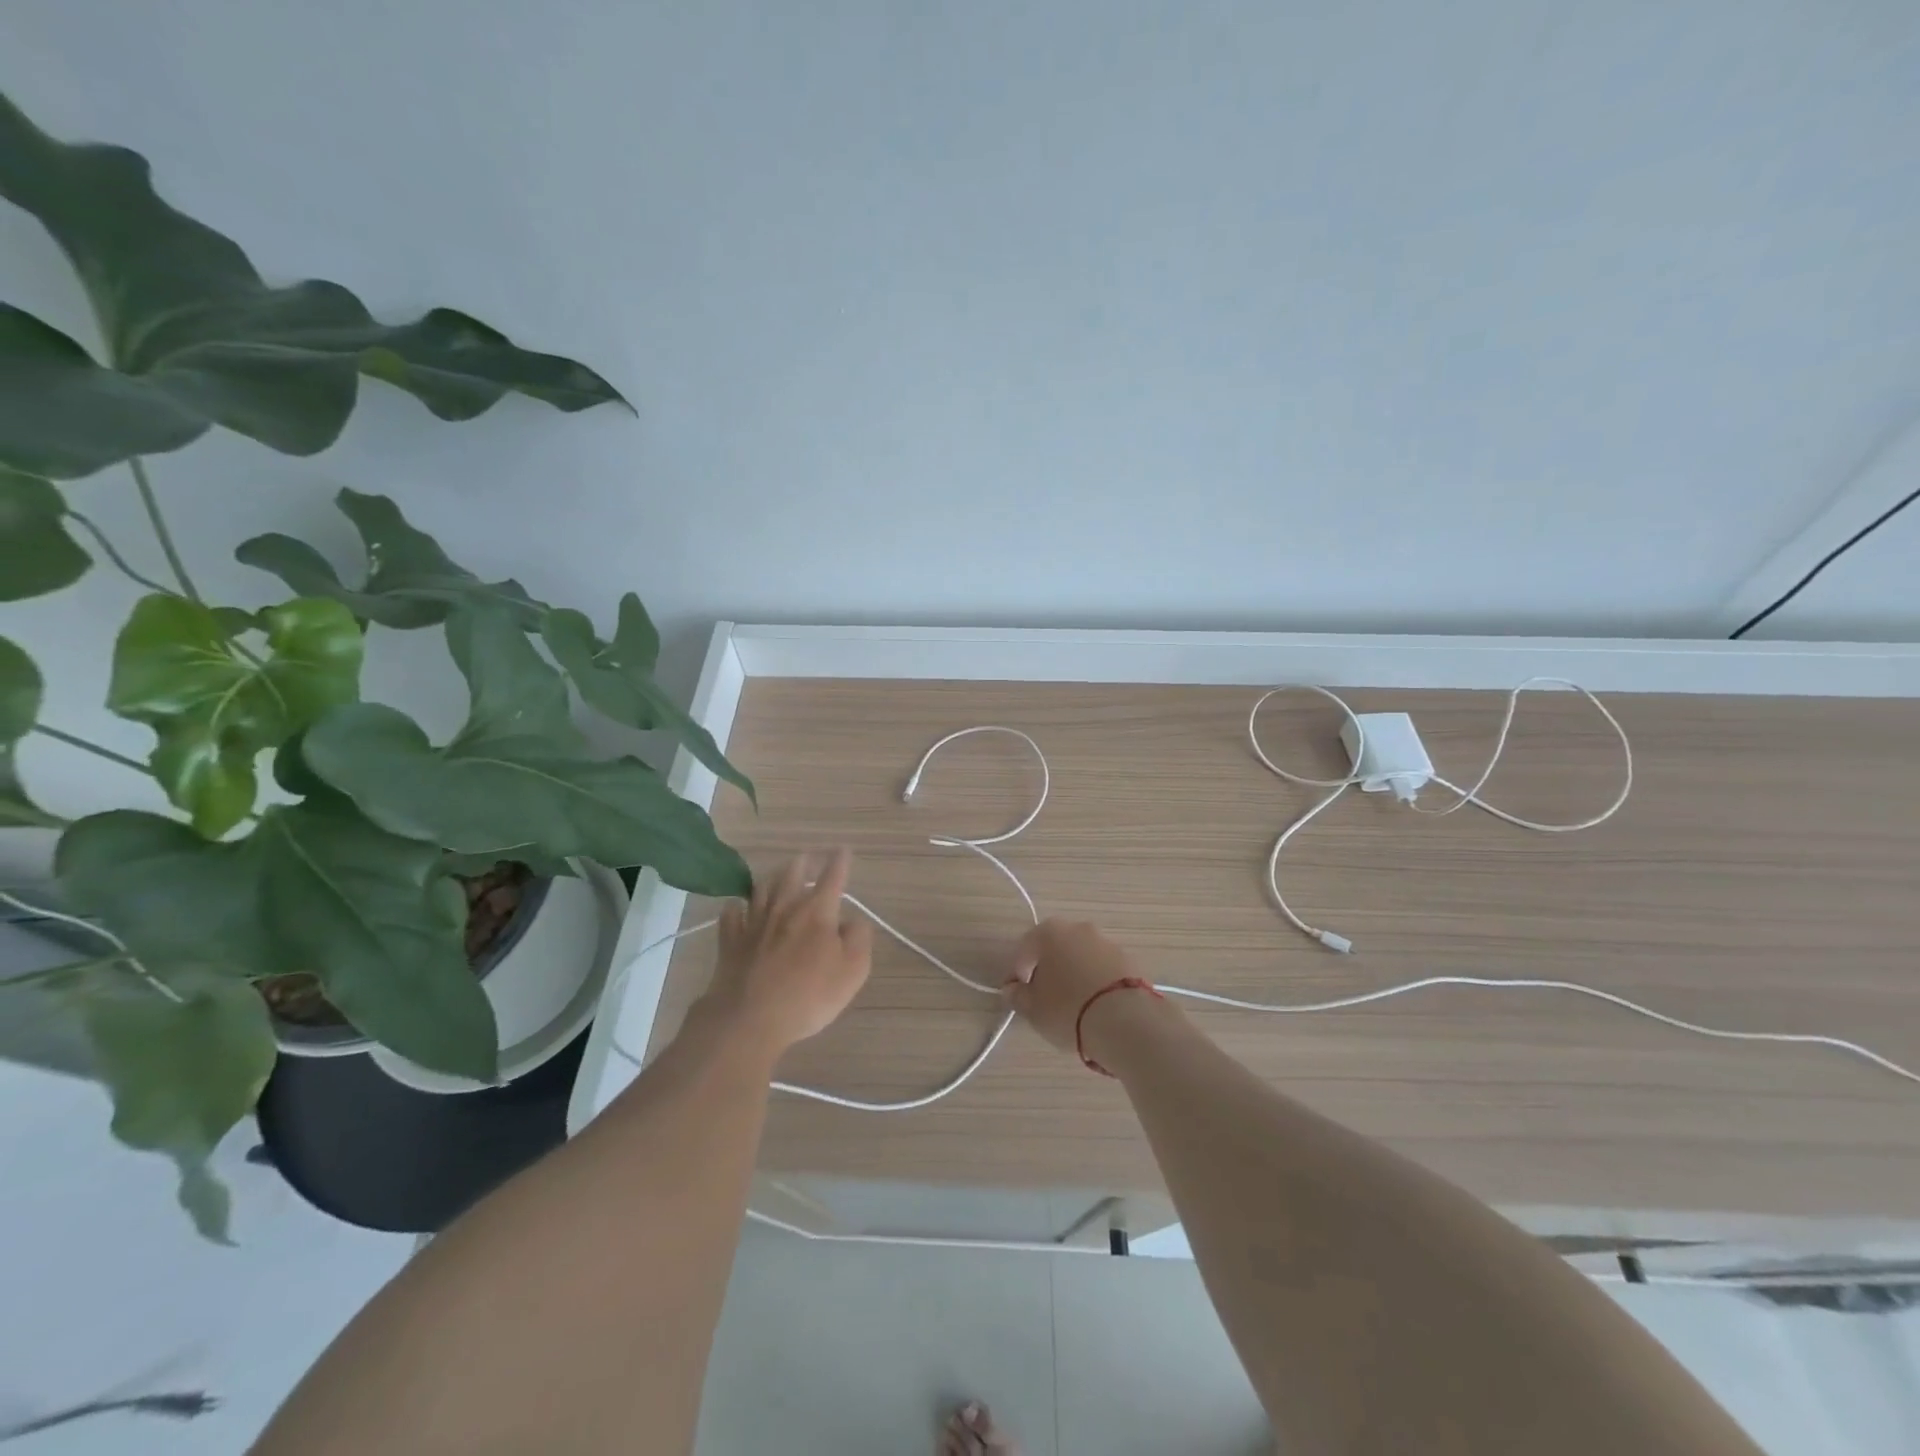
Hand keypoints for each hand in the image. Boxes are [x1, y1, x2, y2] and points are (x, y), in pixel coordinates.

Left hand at [701, 848, 873, 1053]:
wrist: (750, 1018)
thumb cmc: (809, 995)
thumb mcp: (853, 971)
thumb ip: (858, 939)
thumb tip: (852, 921)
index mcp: (817, 911)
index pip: (832, 877)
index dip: (839, 862)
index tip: (843, 850)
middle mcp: (785, 908)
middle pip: (792, 874)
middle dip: (803, 863)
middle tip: (807, 858)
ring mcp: (754, 922)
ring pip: (762, 888)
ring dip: (772, 878)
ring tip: (778, 875)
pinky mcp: (730, 941)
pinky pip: (731, 914)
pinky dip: (736, 907)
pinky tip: (736, 906)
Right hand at [1000, 918, 1168, 1058]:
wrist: (1125, 1020)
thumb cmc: (1068, 1009)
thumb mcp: (1033, 1009)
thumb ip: (1017, 996)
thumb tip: (1012, 990)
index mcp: (1050, 932)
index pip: (1024, 949)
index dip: (1017, 973)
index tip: (1017, 995)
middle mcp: (1079, 928)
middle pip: (1055, 948)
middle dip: (1048, 970)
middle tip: (1044, 998)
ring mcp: (1107, 942)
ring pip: (1082, 957)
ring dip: (1074, 974)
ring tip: (1073, 1006)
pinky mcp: (1130, 961)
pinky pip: (1104, 970)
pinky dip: (1096, 982)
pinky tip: (1096, 1007)